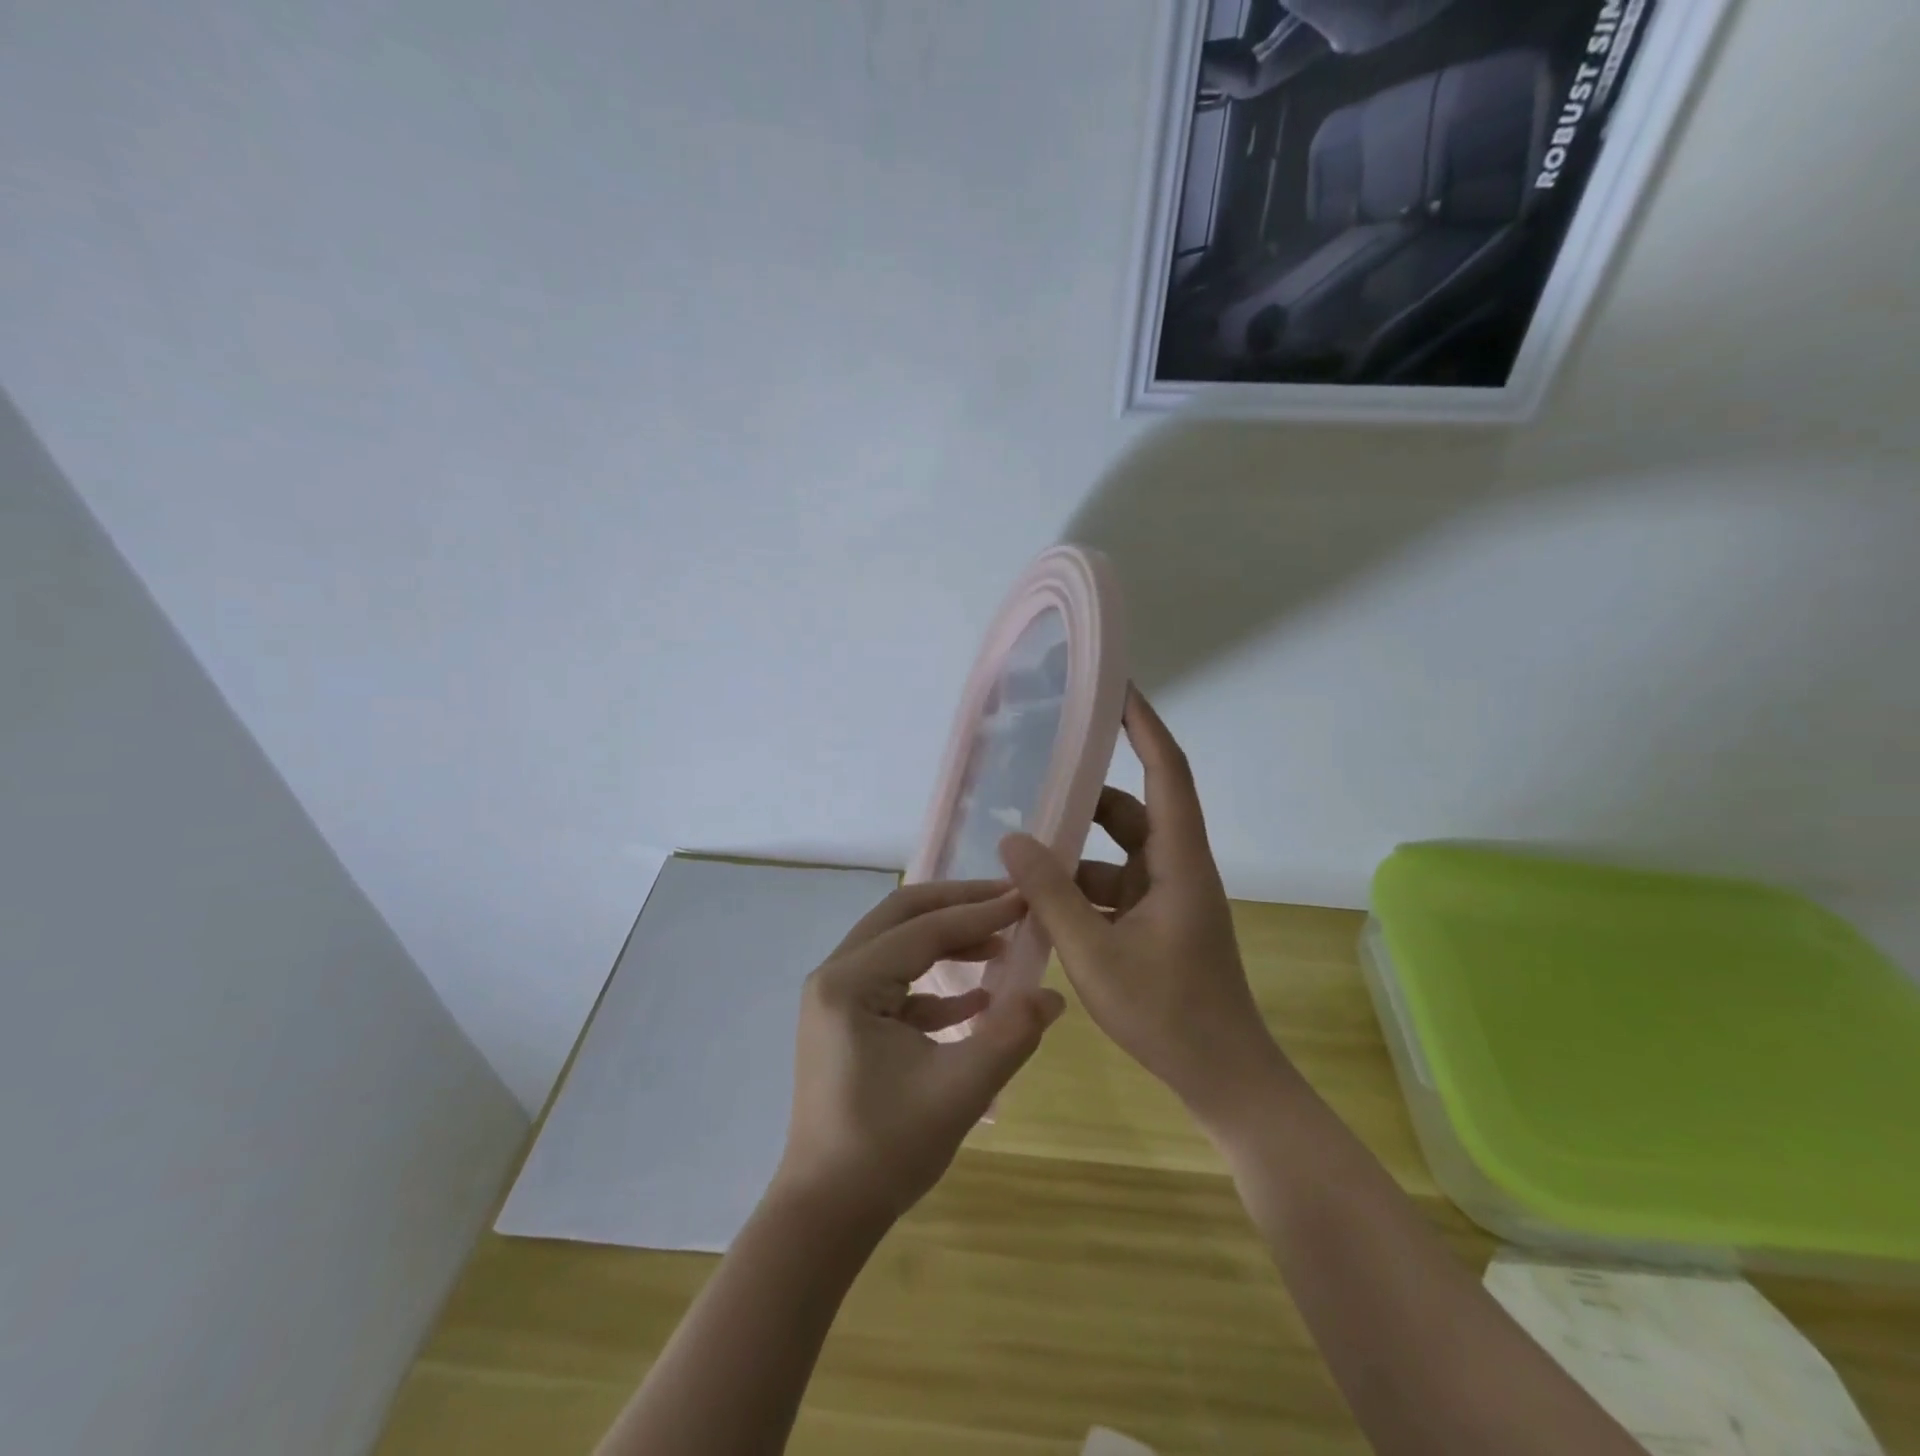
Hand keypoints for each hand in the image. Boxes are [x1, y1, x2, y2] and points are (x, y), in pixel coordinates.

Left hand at [775, 880, 1065, 1226]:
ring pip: (897, 944)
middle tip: (1009, 901)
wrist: (826, 1213)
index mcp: (849, 982)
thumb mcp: (960, 1090)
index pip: (923, 929)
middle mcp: (835, 976)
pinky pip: (893, 981)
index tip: (1026, 898)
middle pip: (902, 917)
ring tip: (1001, 943)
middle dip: (958, 905)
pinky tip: (976, 998)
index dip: (978, 912)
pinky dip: (933, 980)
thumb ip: (1011, 1035)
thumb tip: (1054, 994)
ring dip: (947, 939)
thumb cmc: (886, 1149)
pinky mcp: (845, 1022)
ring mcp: (835, 998)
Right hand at [999, 689, 1290, 1127]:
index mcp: (1179, 862)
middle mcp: (1176, 869)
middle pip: (1130, 812)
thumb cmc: (1168, 1013)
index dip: (1144, 725)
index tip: (1115, 688)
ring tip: (1020, 855)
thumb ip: (1051, 894)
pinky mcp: (1157, 924)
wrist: (1223, 1079)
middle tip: (1036, 780)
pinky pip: (1112, 888)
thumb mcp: (1095, 952)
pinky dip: (1079, 890)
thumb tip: (1013, 838)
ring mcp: (1167, 898)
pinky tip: (1038, 907)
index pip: (1167, 772)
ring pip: (1115, 855)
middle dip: (1084, 798)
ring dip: (1074, 855)